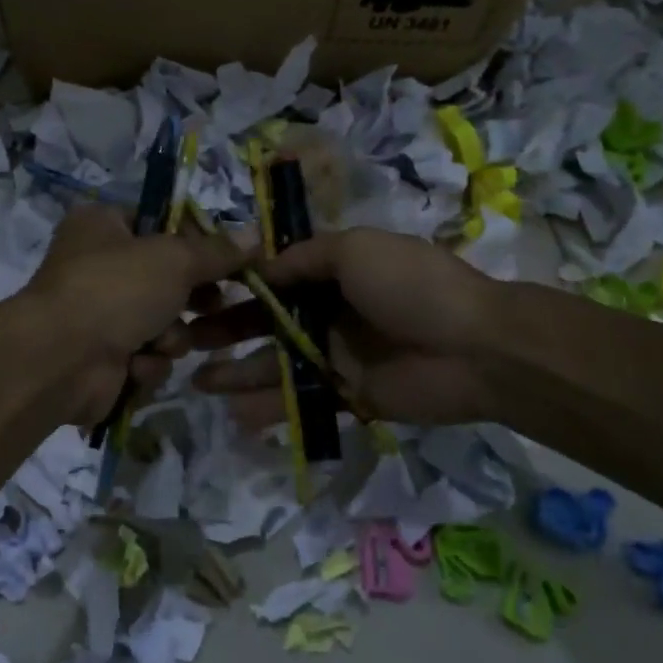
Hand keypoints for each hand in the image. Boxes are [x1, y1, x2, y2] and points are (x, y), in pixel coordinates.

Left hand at [25, 205, 251, 423]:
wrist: (61, 359)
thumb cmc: (115, 289)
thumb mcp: (175, 259)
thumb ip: (217, 250)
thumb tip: (257, 234)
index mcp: (102, 225)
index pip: (161, 224)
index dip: (196, 243)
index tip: (228, 260)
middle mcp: (96, 265)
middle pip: (165, 279)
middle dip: (189, 300)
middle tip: (213, 305)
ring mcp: (97, 315)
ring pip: (161, 324)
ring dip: (169, 336)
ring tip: (160, 341)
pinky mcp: (101, 359)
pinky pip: (145, 356)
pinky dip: (146, 362)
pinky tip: (135, 365)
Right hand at [190, 227, 500, 427]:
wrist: (476, 349)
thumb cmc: (412, 287)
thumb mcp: (357, 249)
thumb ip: (306, 257)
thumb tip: (260, 267)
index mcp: (335, 273)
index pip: (276, 277)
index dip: (240, 285)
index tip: (201, 291)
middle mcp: (331, 312)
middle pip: (269, 321)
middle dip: (228, 329)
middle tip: (187, 340)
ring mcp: (338, 356)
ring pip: (277, 363)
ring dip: (238, 371)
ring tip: (196, 380)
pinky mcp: (348, 395)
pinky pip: (301, 399)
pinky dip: (268, 407)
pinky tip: (233, 413)